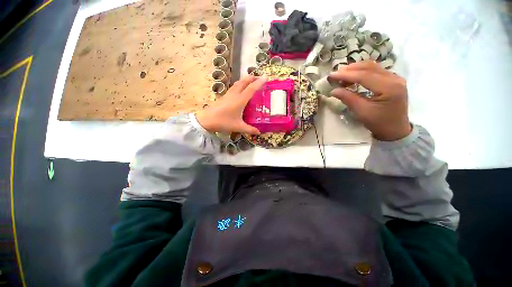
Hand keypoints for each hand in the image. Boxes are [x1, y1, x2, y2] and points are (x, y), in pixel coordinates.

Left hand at [196, 75, 265, 134]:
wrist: (206, 120)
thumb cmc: (223, 122)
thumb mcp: (238, 127)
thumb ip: (249, 129)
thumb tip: (259, 132)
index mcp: (240, 100)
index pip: (251, 89)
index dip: (259, 82)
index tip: (266, 77)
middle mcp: (234, 94)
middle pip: (244, 82)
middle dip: (252, 78)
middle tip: (259, 77)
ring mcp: (228, 94)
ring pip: (238, 83)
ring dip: (245, 80)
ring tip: (251, 80)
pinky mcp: (224, 96)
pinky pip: (234, 87)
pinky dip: (240, 84)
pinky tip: (241, 89)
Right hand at [329, 61, 411, 140]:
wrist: (395, 130)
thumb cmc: (379, 123)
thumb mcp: (362, 112)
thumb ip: (348, 98)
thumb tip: (333, 90)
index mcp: (389, 87)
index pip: (364, 76)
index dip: (346, 75)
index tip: (331, 76)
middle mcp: (394, 78)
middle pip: (369, 67)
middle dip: (350, 69)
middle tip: (335, 75)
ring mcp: (395, 77)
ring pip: (372, 67)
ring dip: (355, 69)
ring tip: (341, 76)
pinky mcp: (392, 80)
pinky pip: (375, 71)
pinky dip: (362, 72)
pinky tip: (353, 78)